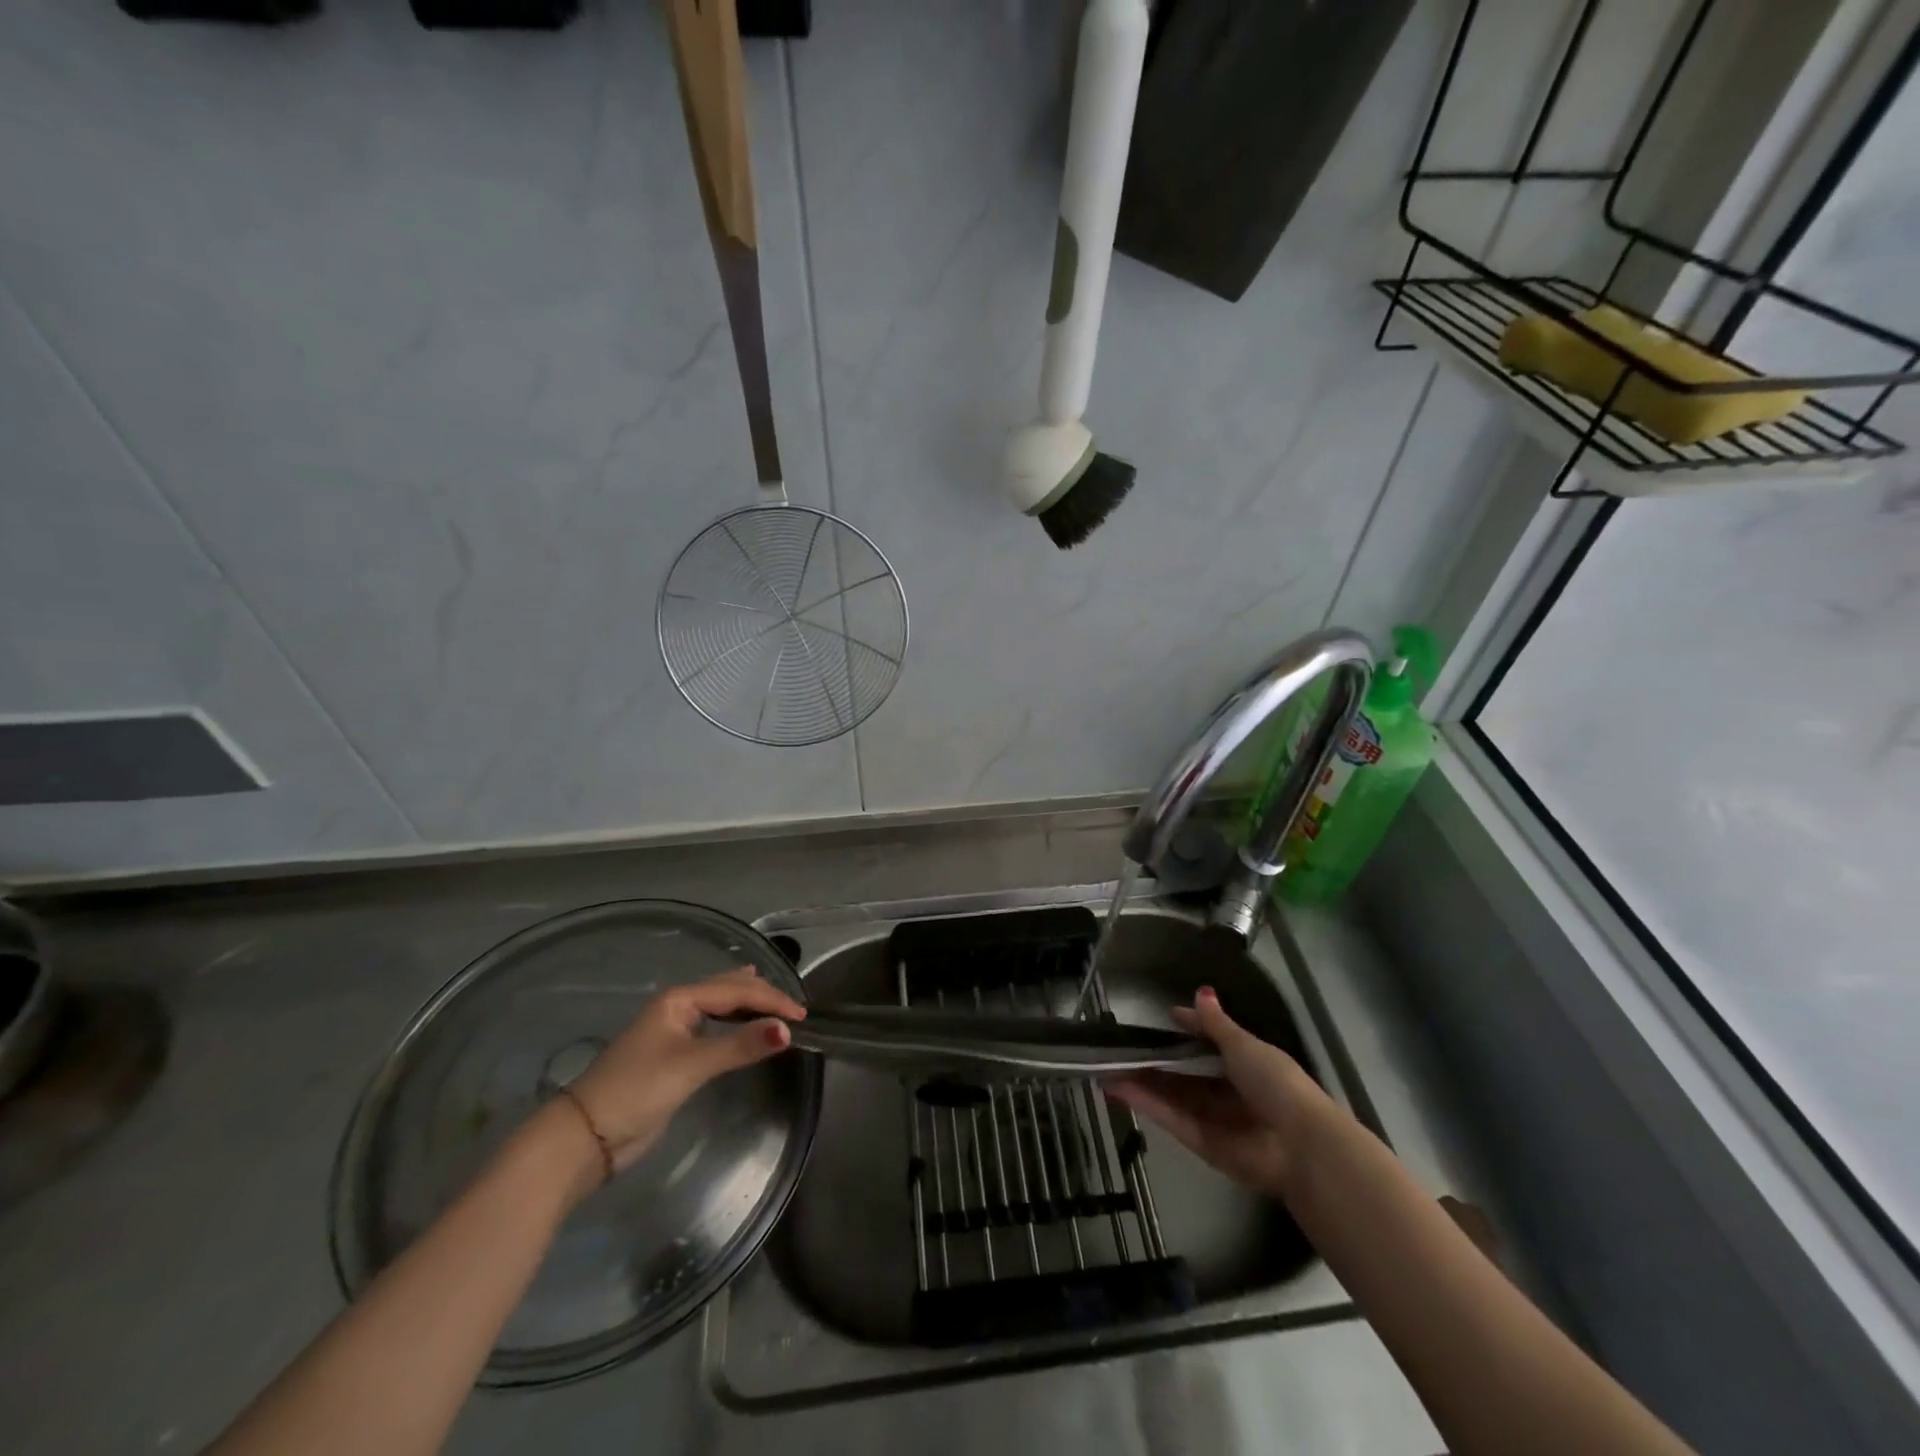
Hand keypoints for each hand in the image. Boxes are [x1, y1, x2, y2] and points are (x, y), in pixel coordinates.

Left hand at [565, 967, 804, 1174]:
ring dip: (749, 1003)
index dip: (771, 1000)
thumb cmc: (637, 1090)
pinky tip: (741, 1022)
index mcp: (679, 999)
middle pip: (728, 989)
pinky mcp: (674, 1055)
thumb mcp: (692, 1066)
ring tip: (775, 1000)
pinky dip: (736, 1022)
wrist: (585, 1137)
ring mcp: (674, 1030)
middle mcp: (678, 1007)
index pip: (736, 990)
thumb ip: (740, 1046)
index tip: (803, 1017)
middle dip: (762, 994)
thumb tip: (787, 1031)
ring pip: (720, 1005)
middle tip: (795, 1007)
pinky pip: (714, 1026)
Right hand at [1107, 986, 1321, 1199]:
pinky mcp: (1202, 1144)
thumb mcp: (1245, 1045)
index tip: (1168, 1018)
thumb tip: (1201, 992)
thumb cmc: (1276, 1083)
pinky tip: (1119, 1088)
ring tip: (1108, 1067)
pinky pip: (1171, 1120)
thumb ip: (1216, 1024)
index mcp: (1246, 1064)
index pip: (1212, 1043)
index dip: (1191, 1030)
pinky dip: (1146, 1104)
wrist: (1299, 1144)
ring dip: (1143, 1082)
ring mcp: (1215, 1119)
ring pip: (1173, 1096)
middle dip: (1158, 1061)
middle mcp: (1229, 1091)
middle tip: (1123, 1048)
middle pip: (1187, 1074)